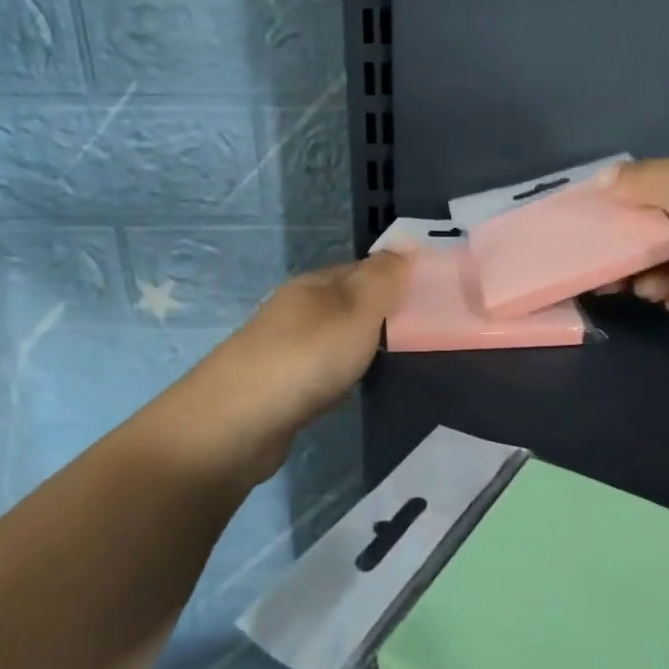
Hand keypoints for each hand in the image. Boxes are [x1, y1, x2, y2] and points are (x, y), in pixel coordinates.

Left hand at [169, 252, 410, 480]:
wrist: (238, 423)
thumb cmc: (307, 357)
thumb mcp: (357, 310)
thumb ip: (384, 279)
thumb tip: (405, 245)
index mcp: (314, 285)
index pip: (363, 269)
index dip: (396, 278)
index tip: (431, 298)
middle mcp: (296, 310)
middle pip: (347, 303)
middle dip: (380, 314)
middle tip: (421, 335)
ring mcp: (282, 349)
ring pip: (332, 338)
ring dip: (358, 346)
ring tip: (394, 362)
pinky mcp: (277, 388)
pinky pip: (319, 371)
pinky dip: (338, 376)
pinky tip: (350, 390)